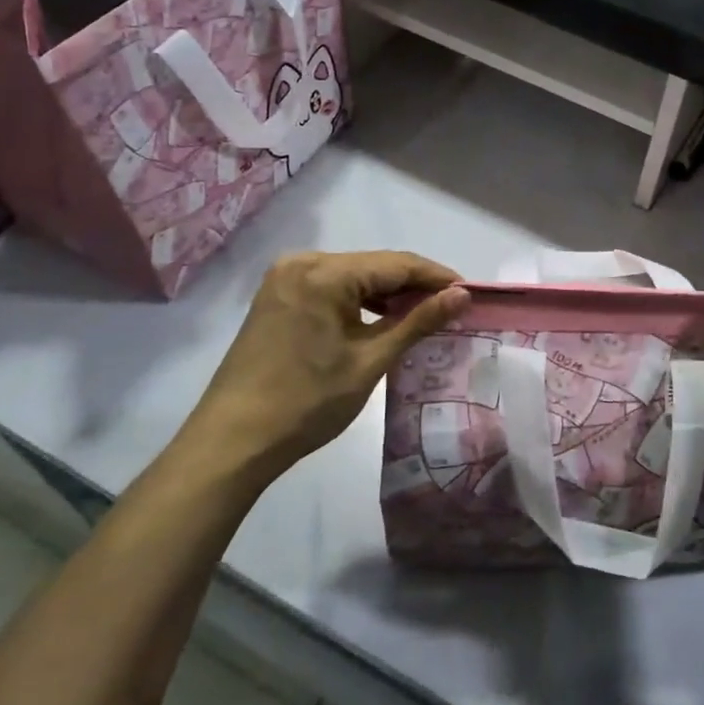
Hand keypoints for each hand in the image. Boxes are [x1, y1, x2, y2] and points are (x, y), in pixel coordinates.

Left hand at [180, 251, 468, 486]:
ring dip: (388, 295)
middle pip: (374, 266)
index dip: (437, 277)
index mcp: (324, 272)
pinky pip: (332, 289)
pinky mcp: (278, 298)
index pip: (397, 264)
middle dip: (414, 286)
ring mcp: (285, 279)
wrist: (233, 441)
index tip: (470, 293)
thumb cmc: (307, 402)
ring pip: (354, 277)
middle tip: (452, 308)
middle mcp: (302, 262)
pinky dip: (360, 302)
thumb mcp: (371, 360)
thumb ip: (418, 321)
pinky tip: (383, 320)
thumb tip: (462, 295)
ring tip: (424, 316)